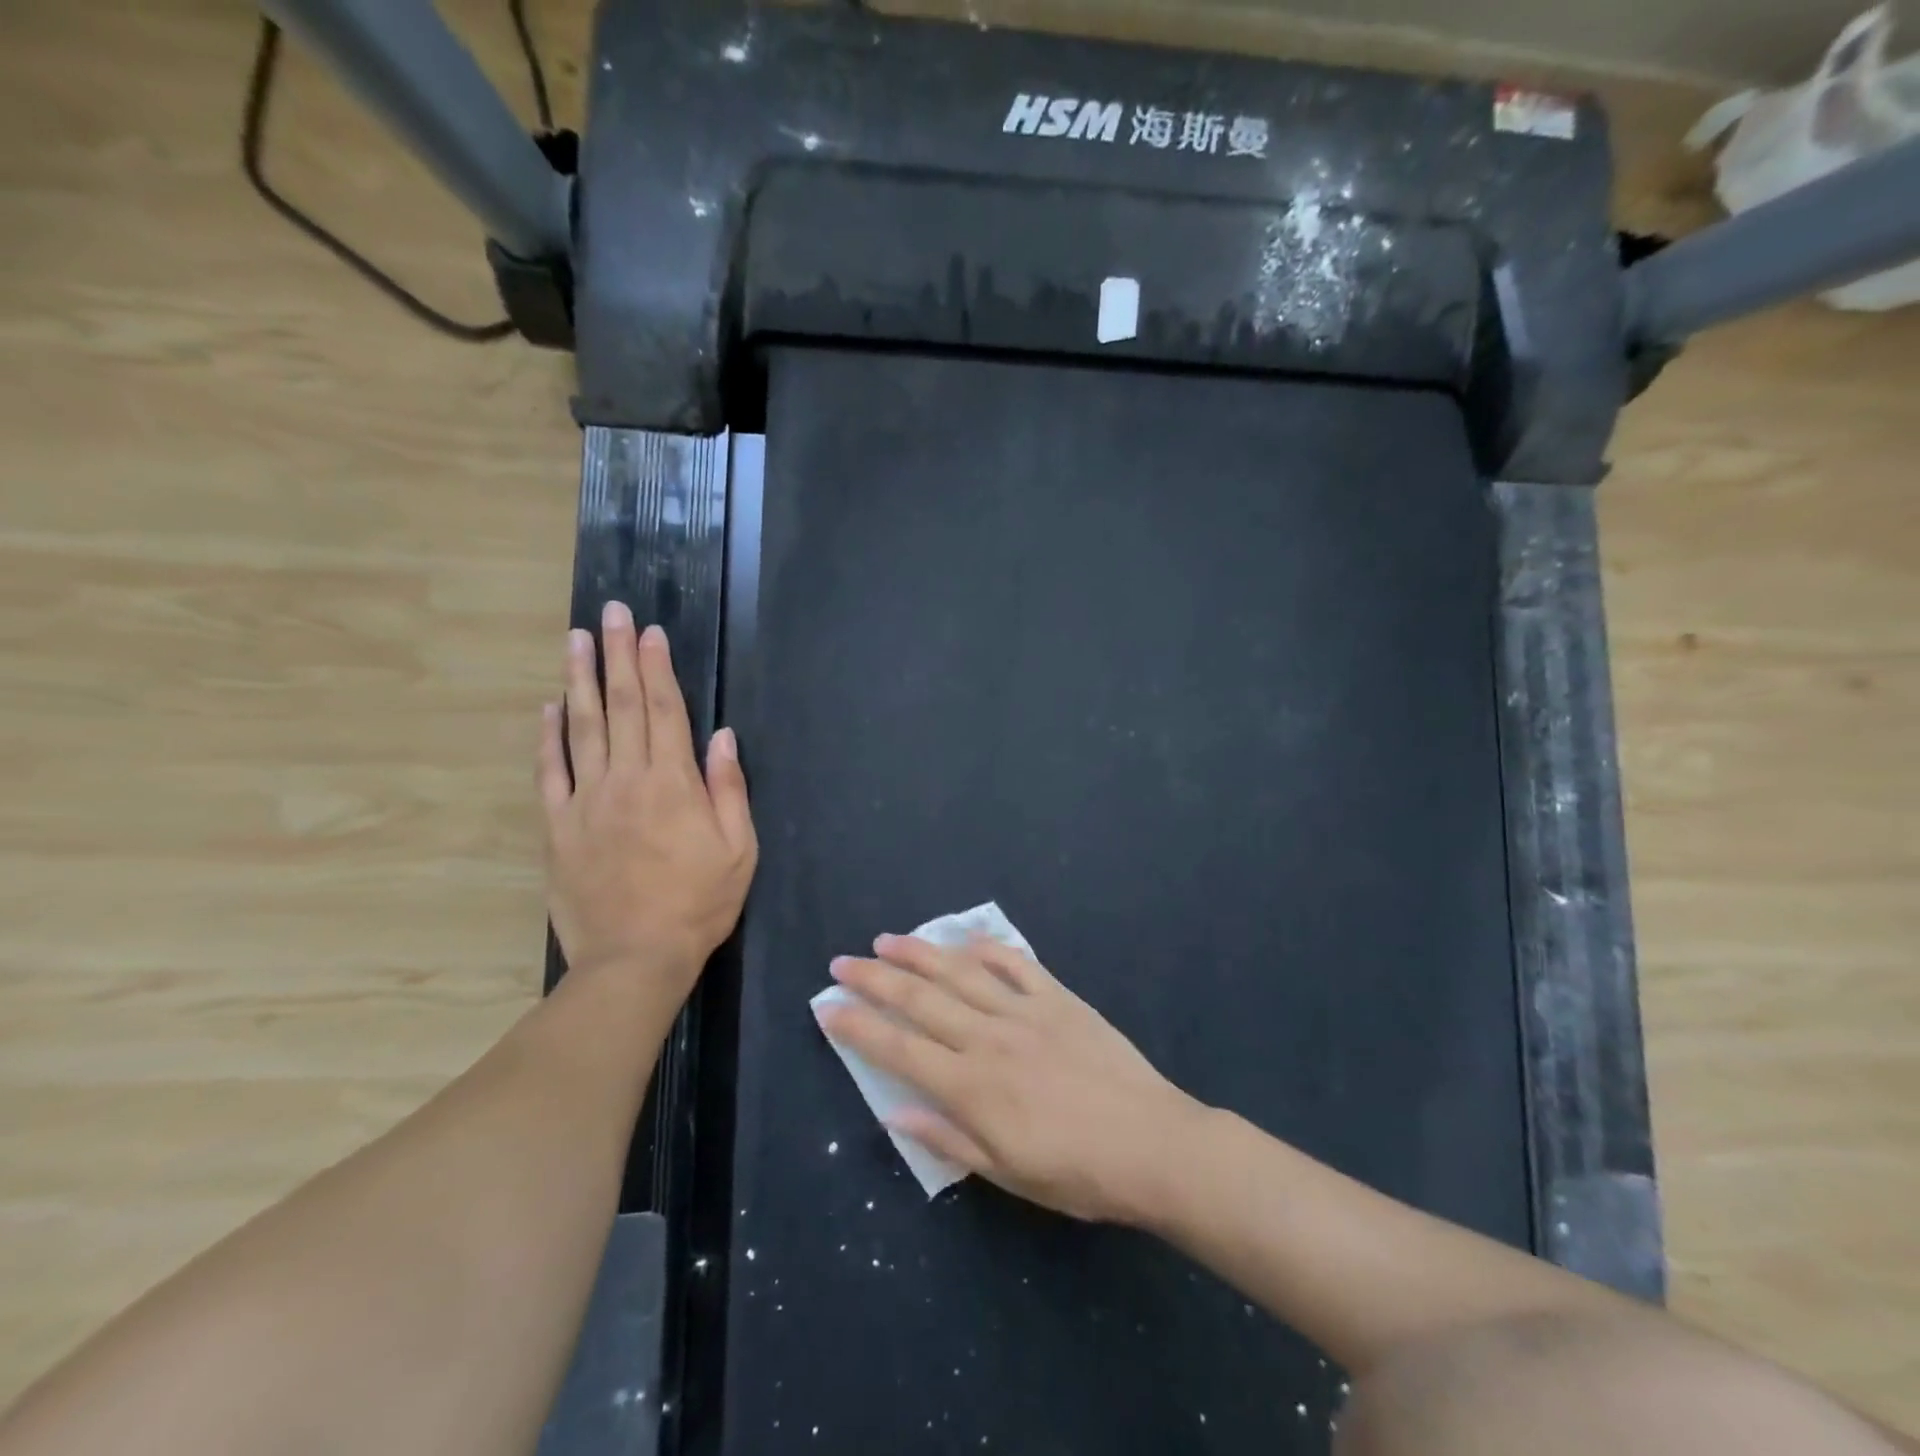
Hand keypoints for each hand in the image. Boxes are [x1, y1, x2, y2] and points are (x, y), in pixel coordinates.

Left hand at [538, 600, 757, 993]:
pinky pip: (550, 772)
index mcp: (673, 783)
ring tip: (574, 640)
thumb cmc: (699, 903)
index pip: (664, 710)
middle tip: (608, 613)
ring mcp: (586, 801)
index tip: (648, 631)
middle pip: (620, 706)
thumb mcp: (738, 849)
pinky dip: (548, 737)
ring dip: (579, 679)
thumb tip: (723, 736)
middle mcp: (626, 779)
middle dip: (616, 655)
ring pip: (581, 727)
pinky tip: (548, 707)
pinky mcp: (558, 827)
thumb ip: (729, 788)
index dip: (656, 667)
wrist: (635, 957)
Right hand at [817, 936, 1203, 1223]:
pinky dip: (988, 948)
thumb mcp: (1008, 1173)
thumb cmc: (1078, 1173)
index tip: (828, 1008)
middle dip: (875, 980)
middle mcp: (989, 1038)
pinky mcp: (1059, 998)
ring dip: (920, 954)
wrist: (1153, 1144)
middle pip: (920, 1000)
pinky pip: (1017, 964)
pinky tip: (966, 937)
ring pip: (960, 972)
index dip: (858, 1027)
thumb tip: (896, 1114)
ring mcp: (1025, 1011)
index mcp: (972, 1087)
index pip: (899, 1050)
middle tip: (842, 963)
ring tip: (887, 940)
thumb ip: (949, 1138)